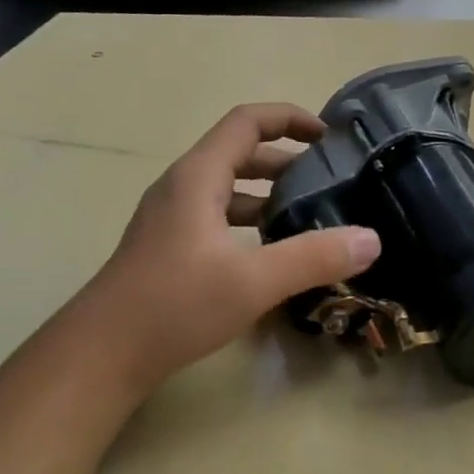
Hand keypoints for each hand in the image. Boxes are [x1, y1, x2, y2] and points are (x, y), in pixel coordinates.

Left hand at [93, 104, 380, 397]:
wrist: (101, 354)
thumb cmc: (174, 305)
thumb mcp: (254, 281)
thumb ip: (314, 257)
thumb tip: (371, 239)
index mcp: (199, 177)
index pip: (247, 122)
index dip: (289, 118)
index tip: (328, 137)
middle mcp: (183, 188)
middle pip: (239, 153)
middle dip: (286, 160)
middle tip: (329, 180)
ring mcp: (172, 218)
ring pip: (228, 189)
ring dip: (268, 193)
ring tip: (309, 214)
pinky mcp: (169, 248)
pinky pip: (217, 217)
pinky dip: (249, 221)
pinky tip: (272, 252)